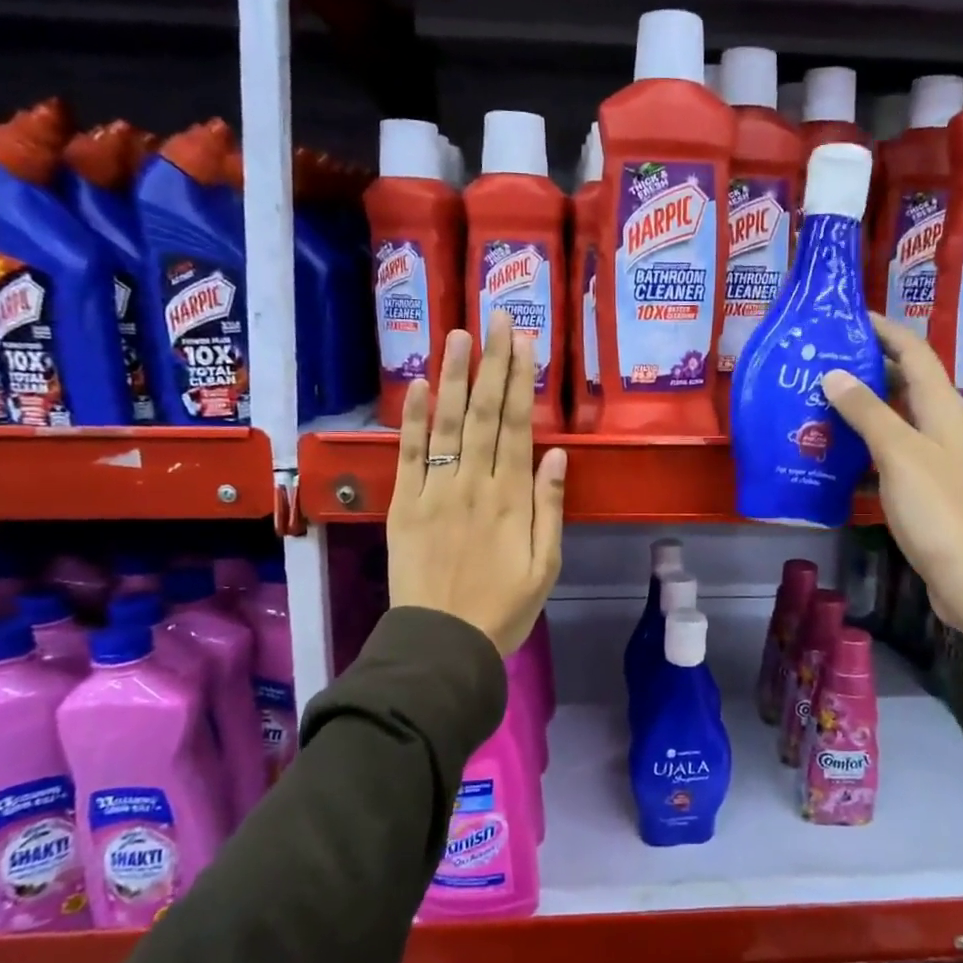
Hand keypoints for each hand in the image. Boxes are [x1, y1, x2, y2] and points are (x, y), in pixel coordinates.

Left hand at [388, 312, 567, 654]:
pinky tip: (419, 387)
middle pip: (485, 415)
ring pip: (448, 425)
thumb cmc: (504, 609)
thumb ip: (551, 507)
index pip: (517, 427)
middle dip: (492, 363)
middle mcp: (474, 485)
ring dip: (455, 377)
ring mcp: (435, 492)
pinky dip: (413, 421)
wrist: (444, 644)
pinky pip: (409, 456)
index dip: (520, 381)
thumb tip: (558, 455)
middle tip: (496, 318)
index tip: (523, 342)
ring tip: (459, 334)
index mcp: (512, 499)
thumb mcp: (546, 565)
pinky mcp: (404, 505)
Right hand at [823, 316, 962, 653]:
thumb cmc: (940, 509)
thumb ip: (867, 412)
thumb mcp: (899, 453)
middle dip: (864, 367)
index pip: (914, 351)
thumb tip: (834, 373)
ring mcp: (934, 458)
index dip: (884, 330)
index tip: (846, 317)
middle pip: (903, 383)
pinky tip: (832, 453)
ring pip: (893, 420)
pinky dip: (862, 447)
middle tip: (817, 361)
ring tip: (814, 401)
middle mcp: (942, 425)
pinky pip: (888, 453)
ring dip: (859, 409)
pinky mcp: (924, 488)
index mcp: (943, 406)